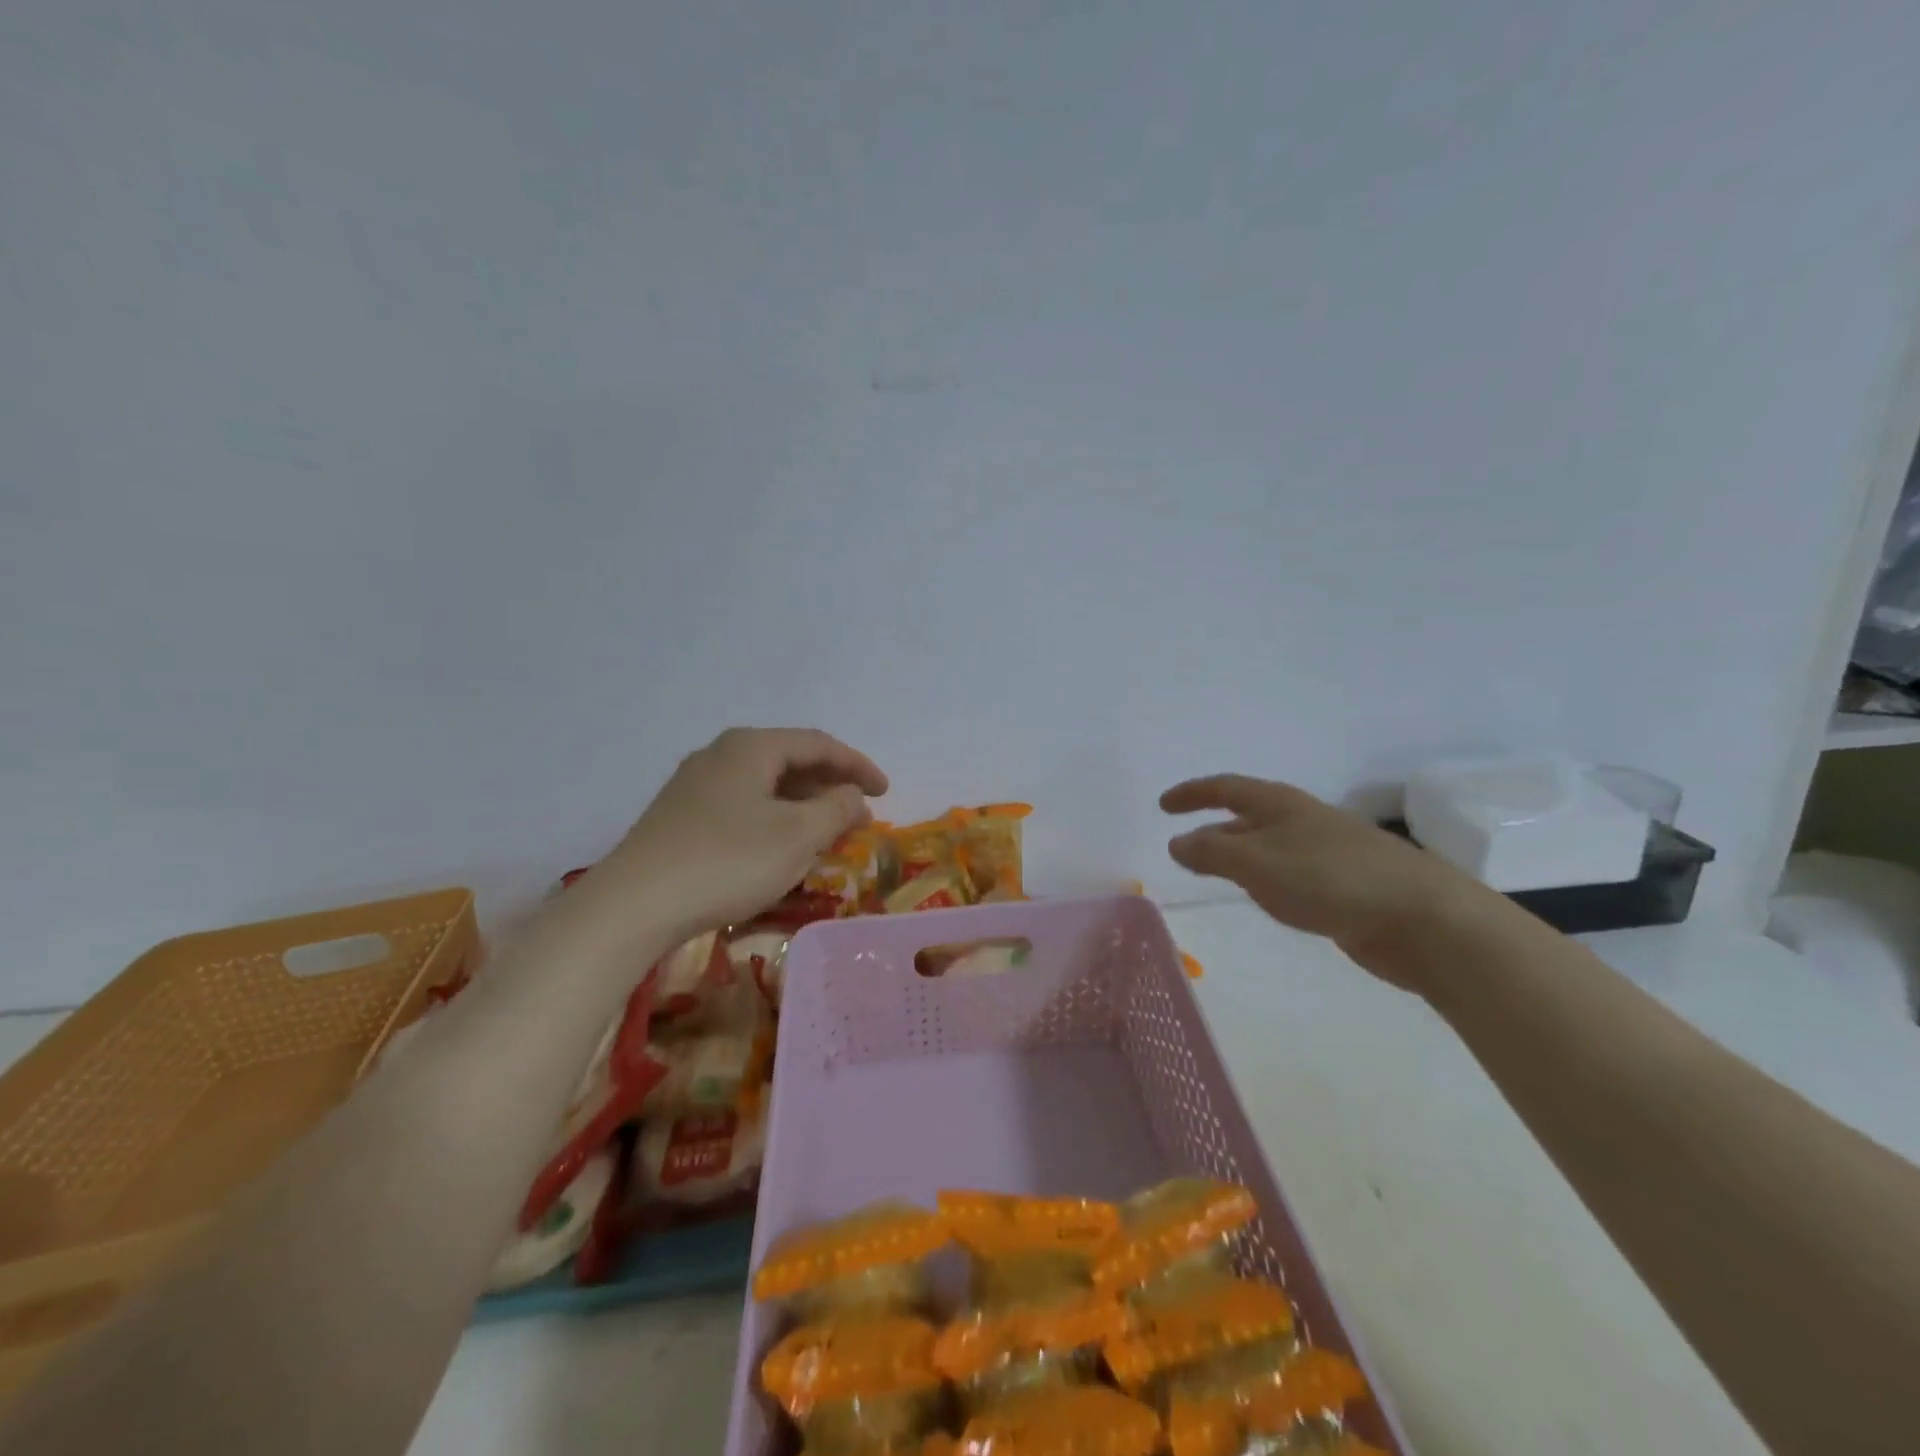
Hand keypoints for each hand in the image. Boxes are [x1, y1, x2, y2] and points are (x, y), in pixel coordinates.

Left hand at [585, 728, 887, 943]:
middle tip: (860, 817)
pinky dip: (775, 820)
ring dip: (804, 806)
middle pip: (790, 761)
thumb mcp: (797, 836)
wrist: (633, 906)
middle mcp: (721, 755)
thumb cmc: (728, 861)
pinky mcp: (680, 817)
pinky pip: (743, 806)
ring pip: (765, 786)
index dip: (858, 766)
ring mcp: (695, 785)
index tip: (886, 792)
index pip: (818, 744)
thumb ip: (836, 809)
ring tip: (828, 835)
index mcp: (751, 747)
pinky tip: (781, 848)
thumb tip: (852, 796)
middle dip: (831, 787)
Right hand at [1161, 773, 1494, 980]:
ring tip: (1213, 873)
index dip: (1192, 794)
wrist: (1421, 917)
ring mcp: (1324, 852)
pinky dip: (1263, 879)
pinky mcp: (1341, 885)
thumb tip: (1177, 843)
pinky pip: (1287, 873)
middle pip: (1246, 816)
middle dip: (1212, 828)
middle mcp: (1300, 821)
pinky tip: (1263, 897)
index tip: (1163, 805)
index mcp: (1280, 805)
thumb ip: (1211, 854)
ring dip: (1237, 856)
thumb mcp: (1257, 864)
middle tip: (1182, 847)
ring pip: (1267, 847)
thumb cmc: (1330, 880)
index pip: (1225, 789)